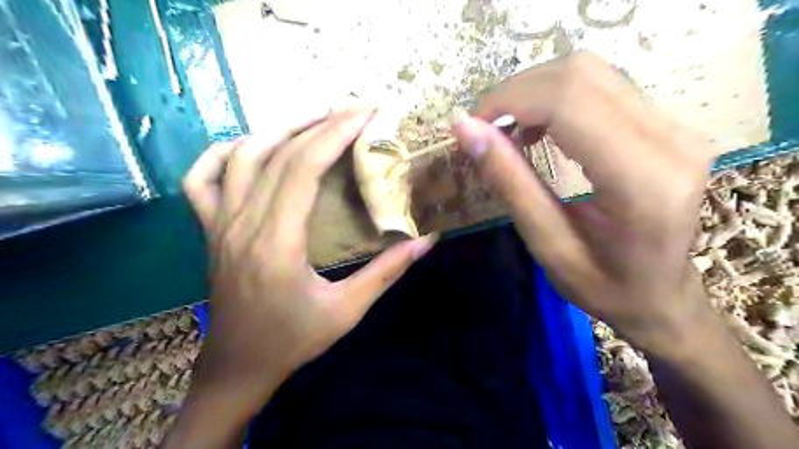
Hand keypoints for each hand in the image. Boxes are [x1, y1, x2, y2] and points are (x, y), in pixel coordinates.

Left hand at [181, 109, 433, 409]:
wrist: (238, 366)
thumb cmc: (293, 340)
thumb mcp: (347, 311)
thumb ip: (387, 272)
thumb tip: (426, 240)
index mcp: (277, 242)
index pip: (303, 167)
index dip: (335, 133)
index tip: (365, 113)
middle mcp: (243, 223)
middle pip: (278, 153)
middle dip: (319, 122)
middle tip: (353, 110)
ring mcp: (219, 224)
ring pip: (241, 156)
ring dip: (280, 129)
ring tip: (316, 119)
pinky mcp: (210, 229)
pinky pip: (201, 179)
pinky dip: (223, 153)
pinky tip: (250, 146)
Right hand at [456, 53, 718, 353]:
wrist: (662, 297)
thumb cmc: (604, 286)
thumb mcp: (547, 245)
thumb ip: (509, 182)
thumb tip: (465, 128)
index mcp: (642, 180)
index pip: (569, 101)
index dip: (510, 101)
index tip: (471, 125)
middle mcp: (672, 140)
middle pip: (580, 74)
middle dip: (517, 93)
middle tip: (484, 128)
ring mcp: (677, 127)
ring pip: (591, 72)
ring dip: (535, 92)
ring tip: (508, 131)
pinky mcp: (669, 125)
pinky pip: (603, 86)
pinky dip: (556, 98)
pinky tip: (538, 128)